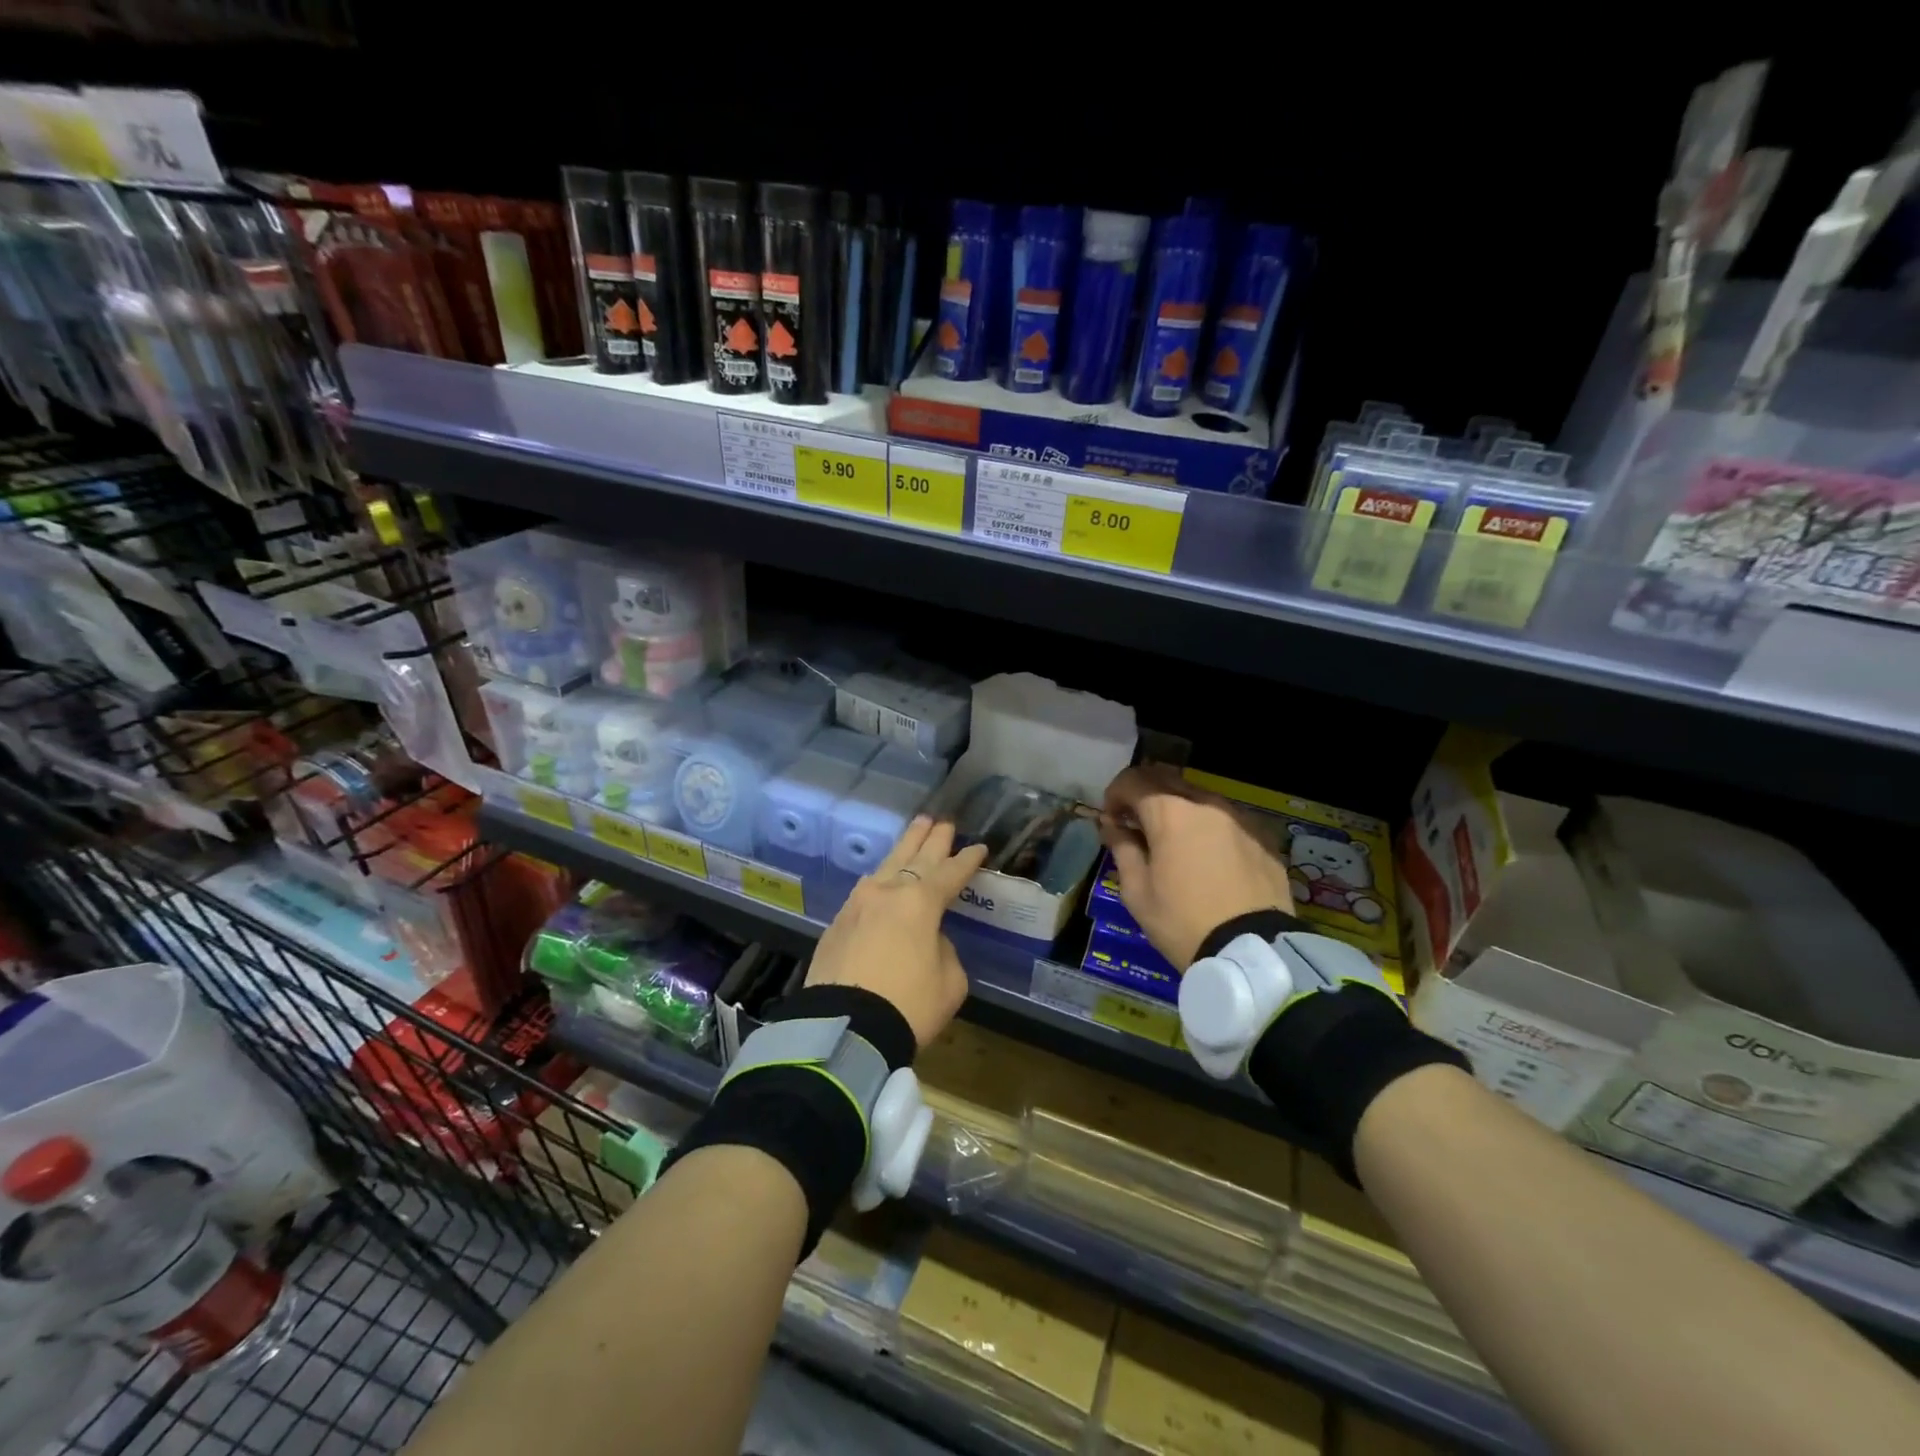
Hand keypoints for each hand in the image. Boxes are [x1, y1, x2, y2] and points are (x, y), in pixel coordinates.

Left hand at [805, 816, 988, 1046]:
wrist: (844, 1029)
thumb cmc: (908, 1006)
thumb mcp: (950, 982)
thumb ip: (944, 951)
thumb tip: (929, 940)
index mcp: (921, 903)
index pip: (950, 873)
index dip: (967, 860)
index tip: (979, 848)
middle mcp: (888, 893)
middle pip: (915, 858)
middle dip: (932, 839)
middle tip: (943, 822)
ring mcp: (858, 904)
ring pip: (886, 866)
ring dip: (904, 847)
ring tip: (916, 829)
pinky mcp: (838, 922)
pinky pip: (865, 890)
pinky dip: (880, 878)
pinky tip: (882, 876)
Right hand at [1100, 764, 1294, 968]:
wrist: (1251, 951)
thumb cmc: (1182, 922)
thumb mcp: (1137, 892)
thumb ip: (1122, 848)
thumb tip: (1113, 826)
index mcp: (1170, 812)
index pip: (1132, 781)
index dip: (1114, 795)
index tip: (1111, 819)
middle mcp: (1206, 803)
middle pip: (1167, 779)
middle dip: (1145, 794)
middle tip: (1136, 823)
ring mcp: (1239, 817)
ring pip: (1199, 797)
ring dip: (1178, 808)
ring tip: (1172, 840)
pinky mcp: (1263, 836)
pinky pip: (1227, 818)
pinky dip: (1208, 826)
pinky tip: (1207, 855)